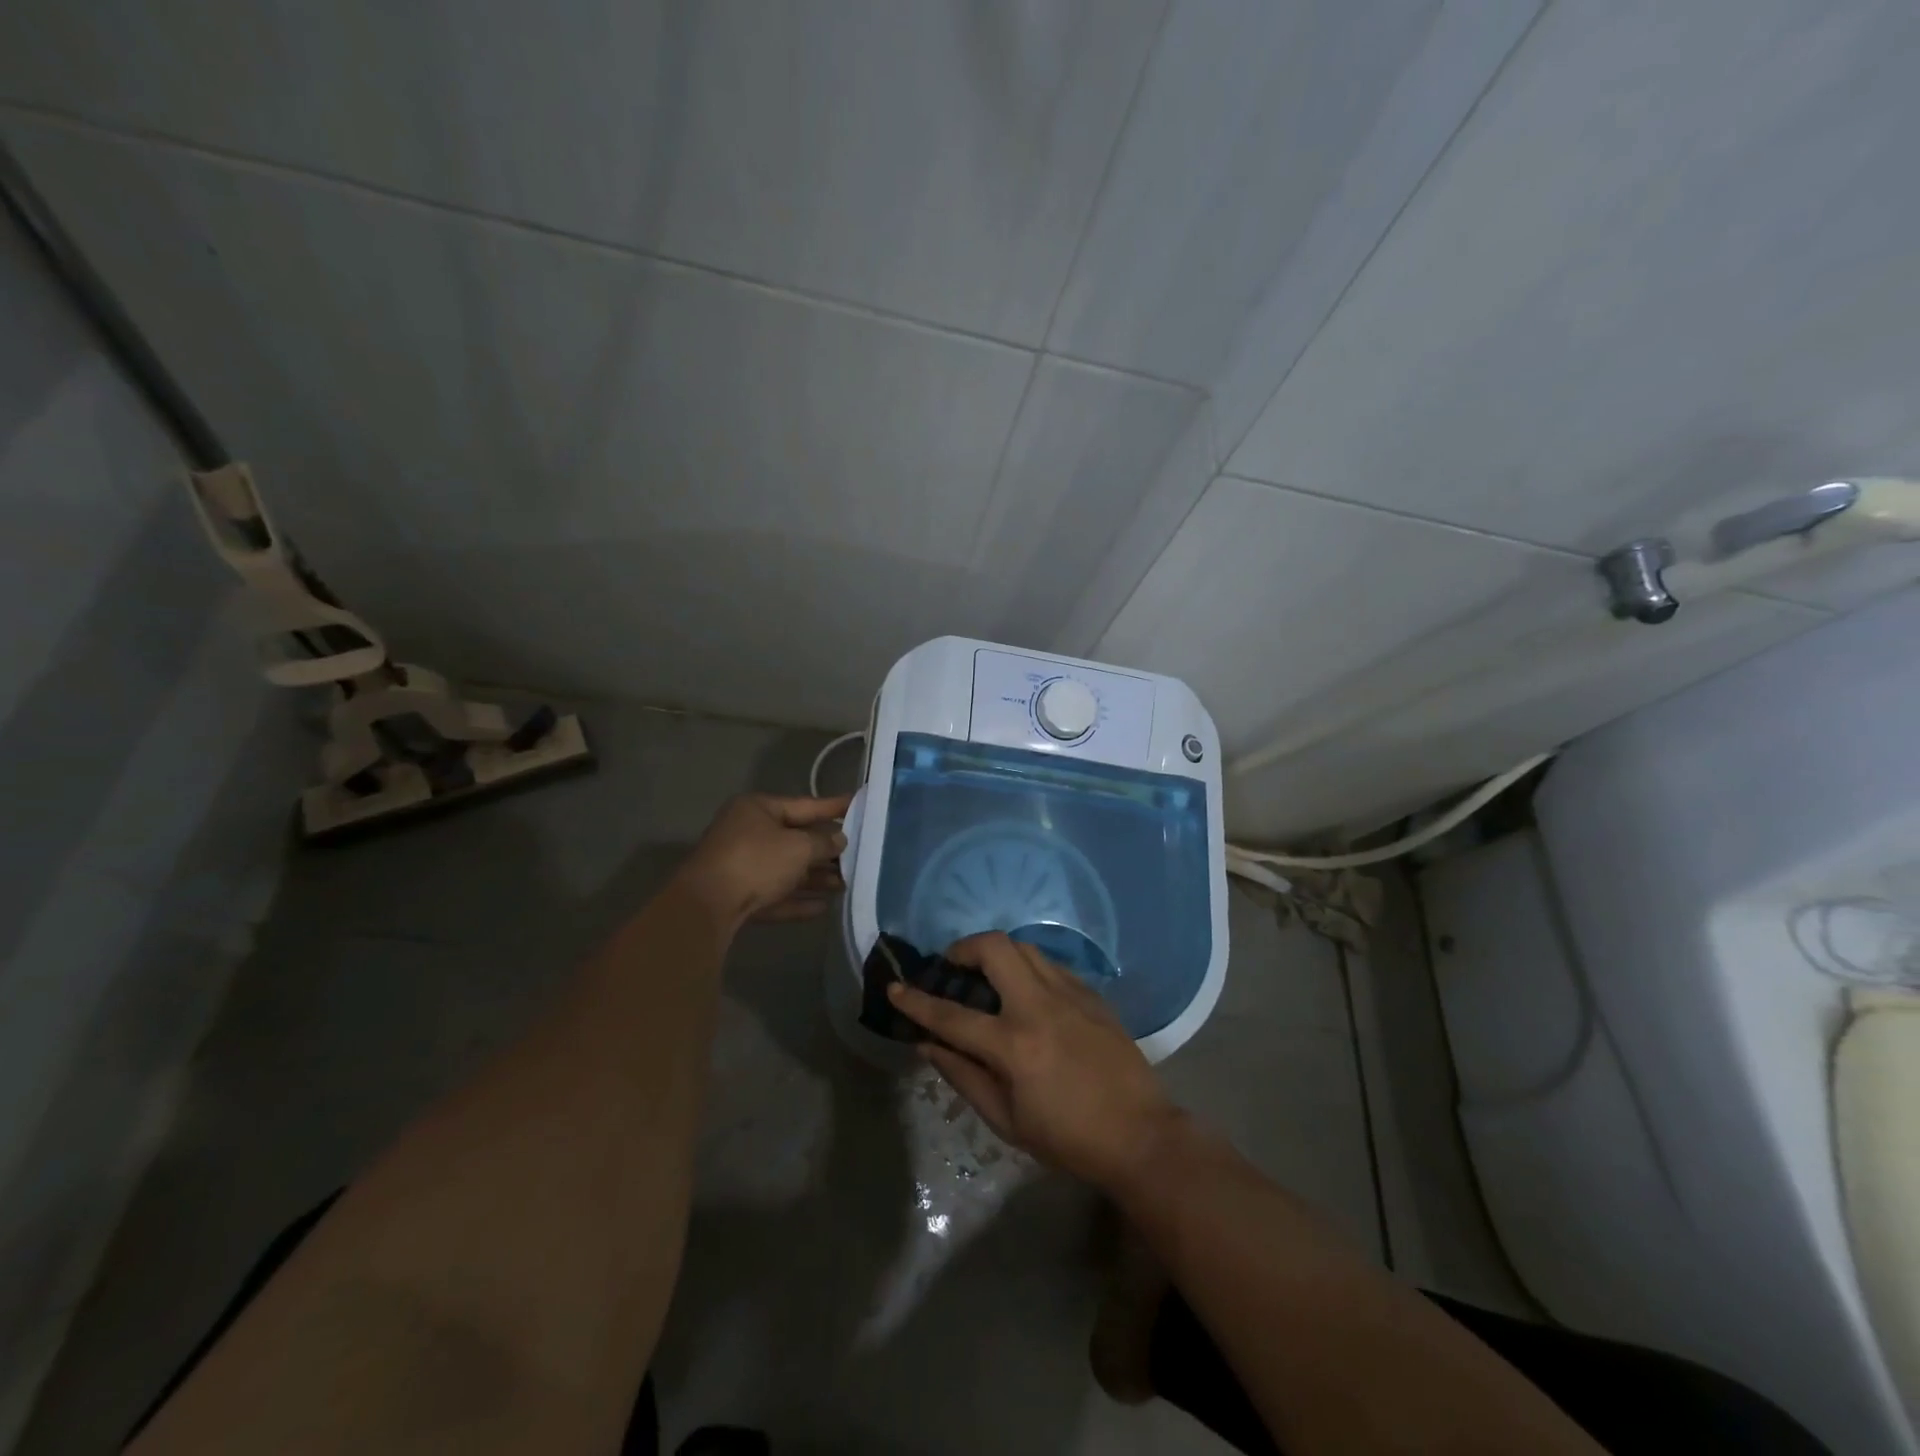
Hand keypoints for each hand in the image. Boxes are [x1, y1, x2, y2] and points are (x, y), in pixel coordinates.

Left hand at [676, 793, 850, 929]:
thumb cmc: (756, 861)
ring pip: (786, 869)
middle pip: (795, 839)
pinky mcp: (738, 896)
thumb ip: (823, 842)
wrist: (706, 906)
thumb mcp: (798, 847)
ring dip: (815, 877)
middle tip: (858, 854)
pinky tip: (823, 907)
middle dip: (826, 850)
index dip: (833, 806)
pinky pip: (775, 894)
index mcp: (758, 809)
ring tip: (846, 884)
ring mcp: (740, 866)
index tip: (857, 804)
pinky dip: (797, 899)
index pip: (804, 804)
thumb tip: (839, 840)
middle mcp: (747, 833)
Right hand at [886, 933, 1181, 1191]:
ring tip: (987, 977)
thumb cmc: (1067, 1138)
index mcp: (1014, 1045)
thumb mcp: (1007, 1120)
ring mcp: (1070, 994)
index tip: (895, 988)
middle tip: (953, 966)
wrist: (1139, 1134)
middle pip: (994, 948)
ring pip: (1024, 948)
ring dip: (997, 954)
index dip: (917, 1001)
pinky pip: (1050, 965)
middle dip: (964, 948)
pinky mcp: (1091, 994)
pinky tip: (1026, 994)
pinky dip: (1028, 968)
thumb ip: (963, 1076)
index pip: (951, 1015)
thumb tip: (928, 1045)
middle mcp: (1039, 1006)